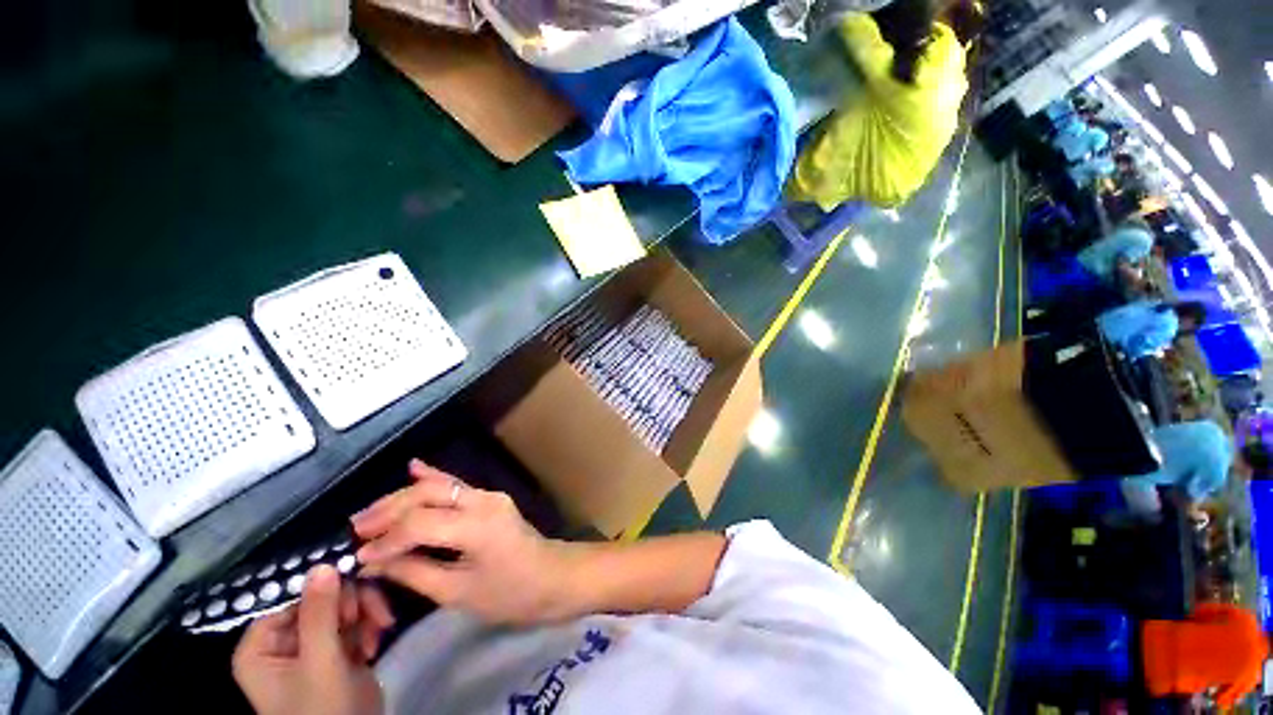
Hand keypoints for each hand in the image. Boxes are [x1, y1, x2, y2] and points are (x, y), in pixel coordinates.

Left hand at [232, 566, 392, 714]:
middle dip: (352, 606)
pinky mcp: (337, 651)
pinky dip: (369, 627)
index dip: (321, 590)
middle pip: (321, 599)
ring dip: (366, 615)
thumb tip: (321, 564)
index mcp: (262, 646)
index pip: (289, 598)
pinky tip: (376, 644)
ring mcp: (312, 646)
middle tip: (372, 616)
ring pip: (342, 606)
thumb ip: (320, 613)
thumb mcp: (320, 661)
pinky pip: (355, 621)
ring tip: (380, 631)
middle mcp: (283, 642)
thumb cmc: (322, 708)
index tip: (351, 591)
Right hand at [351, 460, 571, 625]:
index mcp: (476, 526)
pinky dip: (433, 477)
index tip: (359, 556)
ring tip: (369, 513)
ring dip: (403, 497)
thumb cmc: (509, 594)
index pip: (420, 524)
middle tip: (356, 528)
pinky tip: (413, 467)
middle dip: (389, 510)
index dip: (386, 540)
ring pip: (440, 487)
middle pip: (428, 496)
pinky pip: (457, 485)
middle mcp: (482, 501)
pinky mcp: (490, 498)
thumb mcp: (457, 593)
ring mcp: (489, 496)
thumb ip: (414, 572)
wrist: (552, 577)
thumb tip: (374, 562)